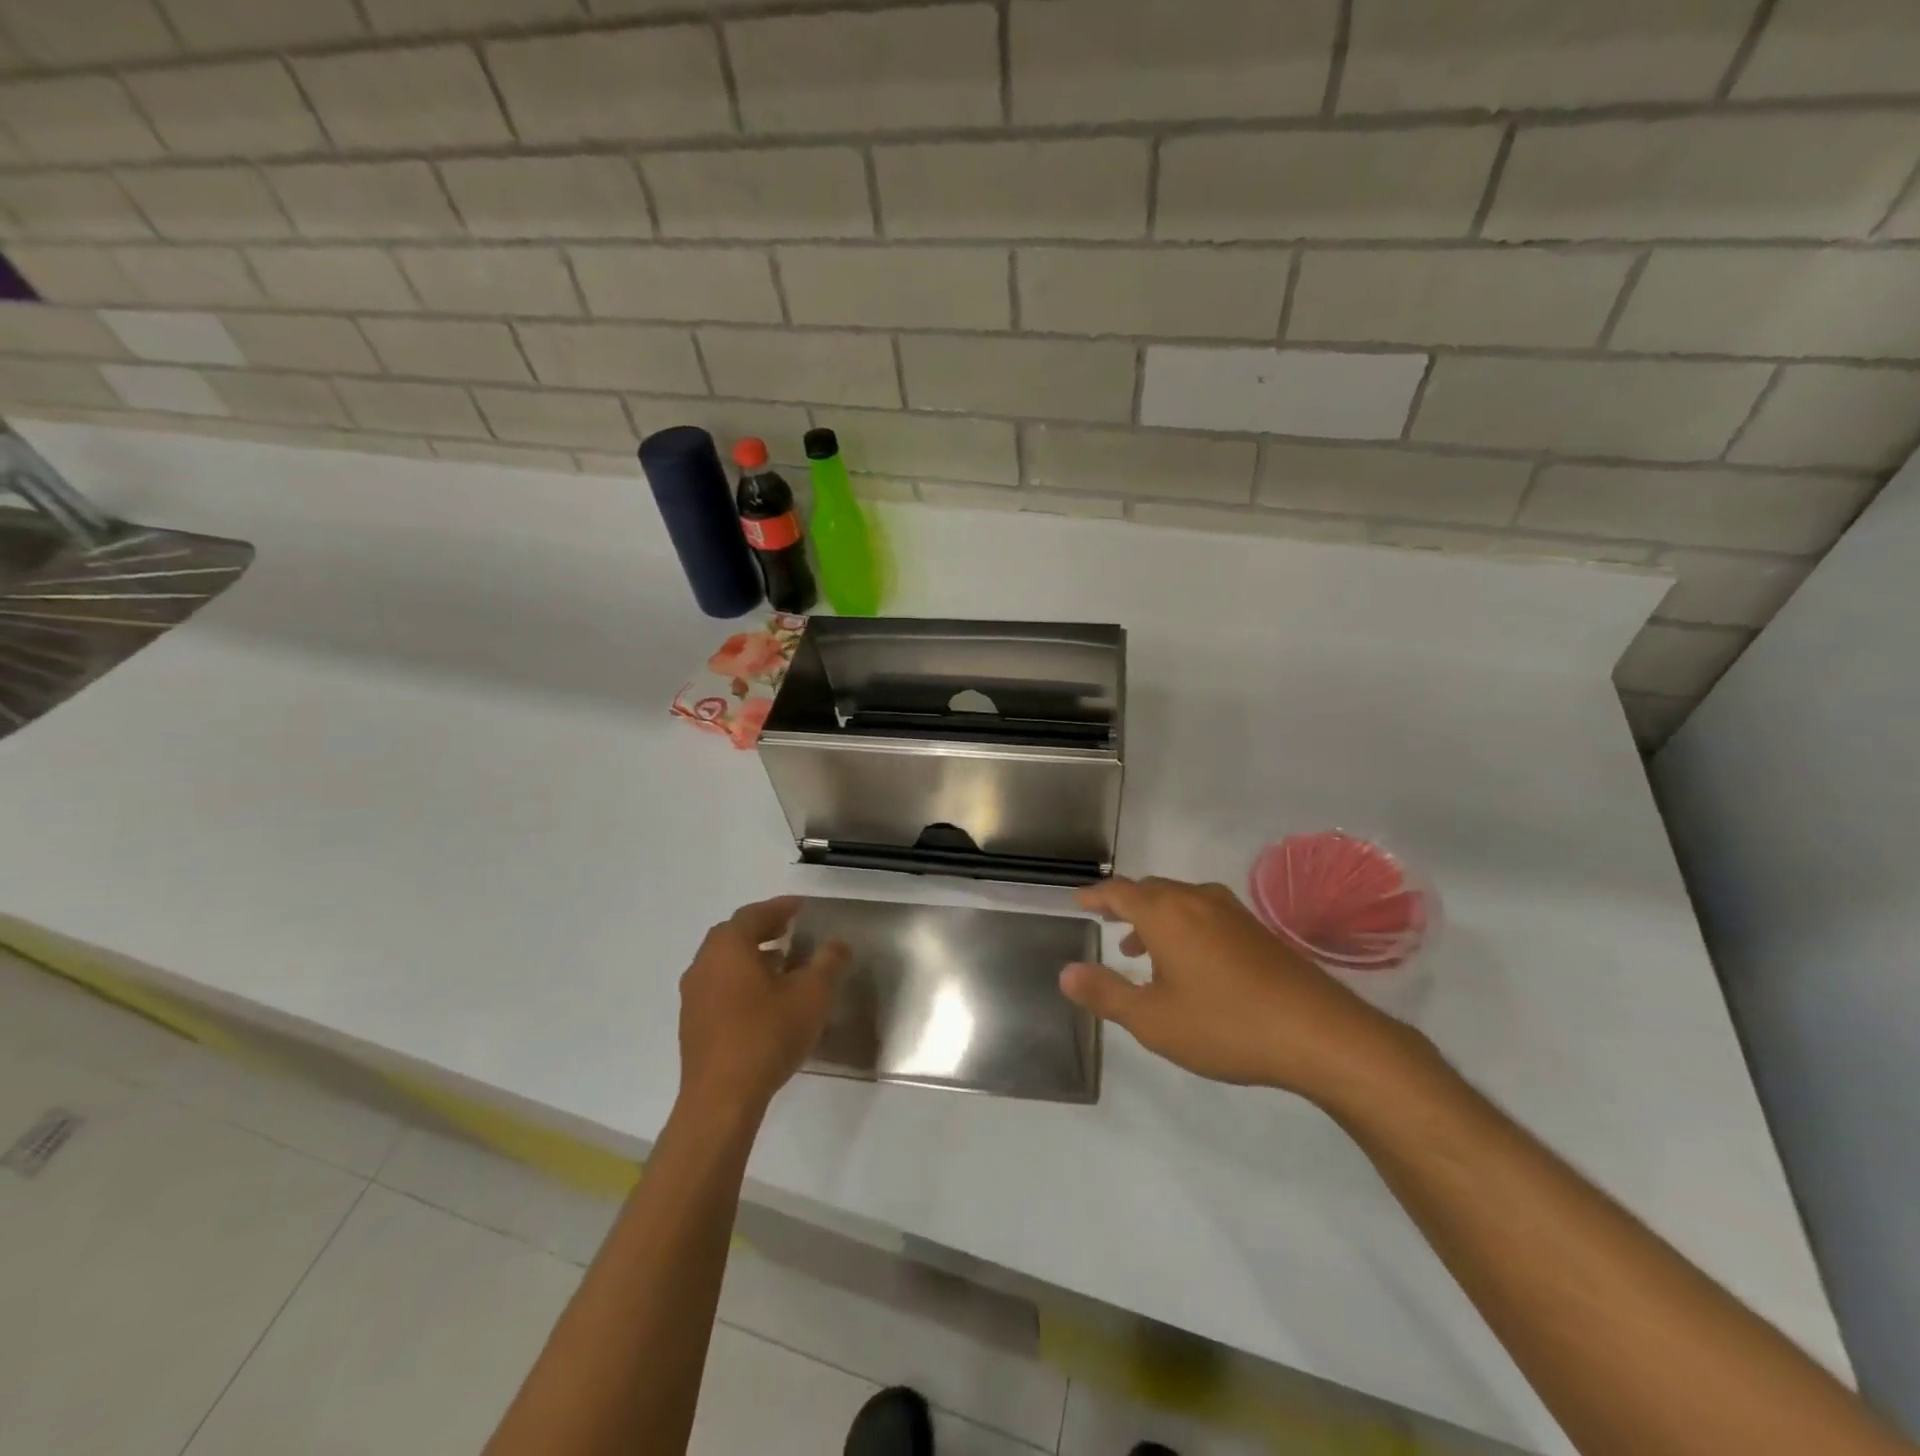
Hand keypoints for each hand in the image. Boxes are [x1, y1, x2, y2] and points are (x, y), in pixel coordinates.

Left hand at [678, 897, 848, 1120]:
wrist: (721, 1099)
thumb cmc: (767, 1035)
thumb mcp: (812, 995)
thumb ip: (828, 963)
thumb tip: (838, 945)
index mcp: (729, 947)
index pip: (754, 914)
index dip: (780, 907)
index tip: (801, 907)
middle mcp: (704, 963)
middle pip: (734, 934)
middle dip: (763, 928)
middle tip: (790, 929)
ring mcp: (693, 995)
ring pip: (724, 961)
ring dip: (752, 955)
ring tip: (782, 963)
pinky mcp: (692, 1023)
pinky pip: (718, 985)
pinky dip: (740, 979)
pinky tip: (763, 999)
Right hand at [1059, 876, 1409, 1101]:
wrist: (1320, 1034)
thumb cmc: (1225, 1024)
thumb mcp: (1153, 1019)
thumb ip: (1106, 993)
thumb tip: (1066, 972)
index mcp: (1166, 913)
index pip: (1119, 892)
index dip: (1095, 896)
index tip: (1079, 902)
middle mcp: (1197, 900)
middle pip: (1151, 890)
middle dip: (1125, 906)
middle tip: (1107, 924)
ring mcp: (1232, 912)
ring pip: (1180, 901)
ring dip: (1155, 919)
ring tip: (1141, 950)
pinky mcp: (1258, 930)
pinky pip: (1205, 914)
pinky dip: (1183, 927)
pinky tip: (1190, 963)